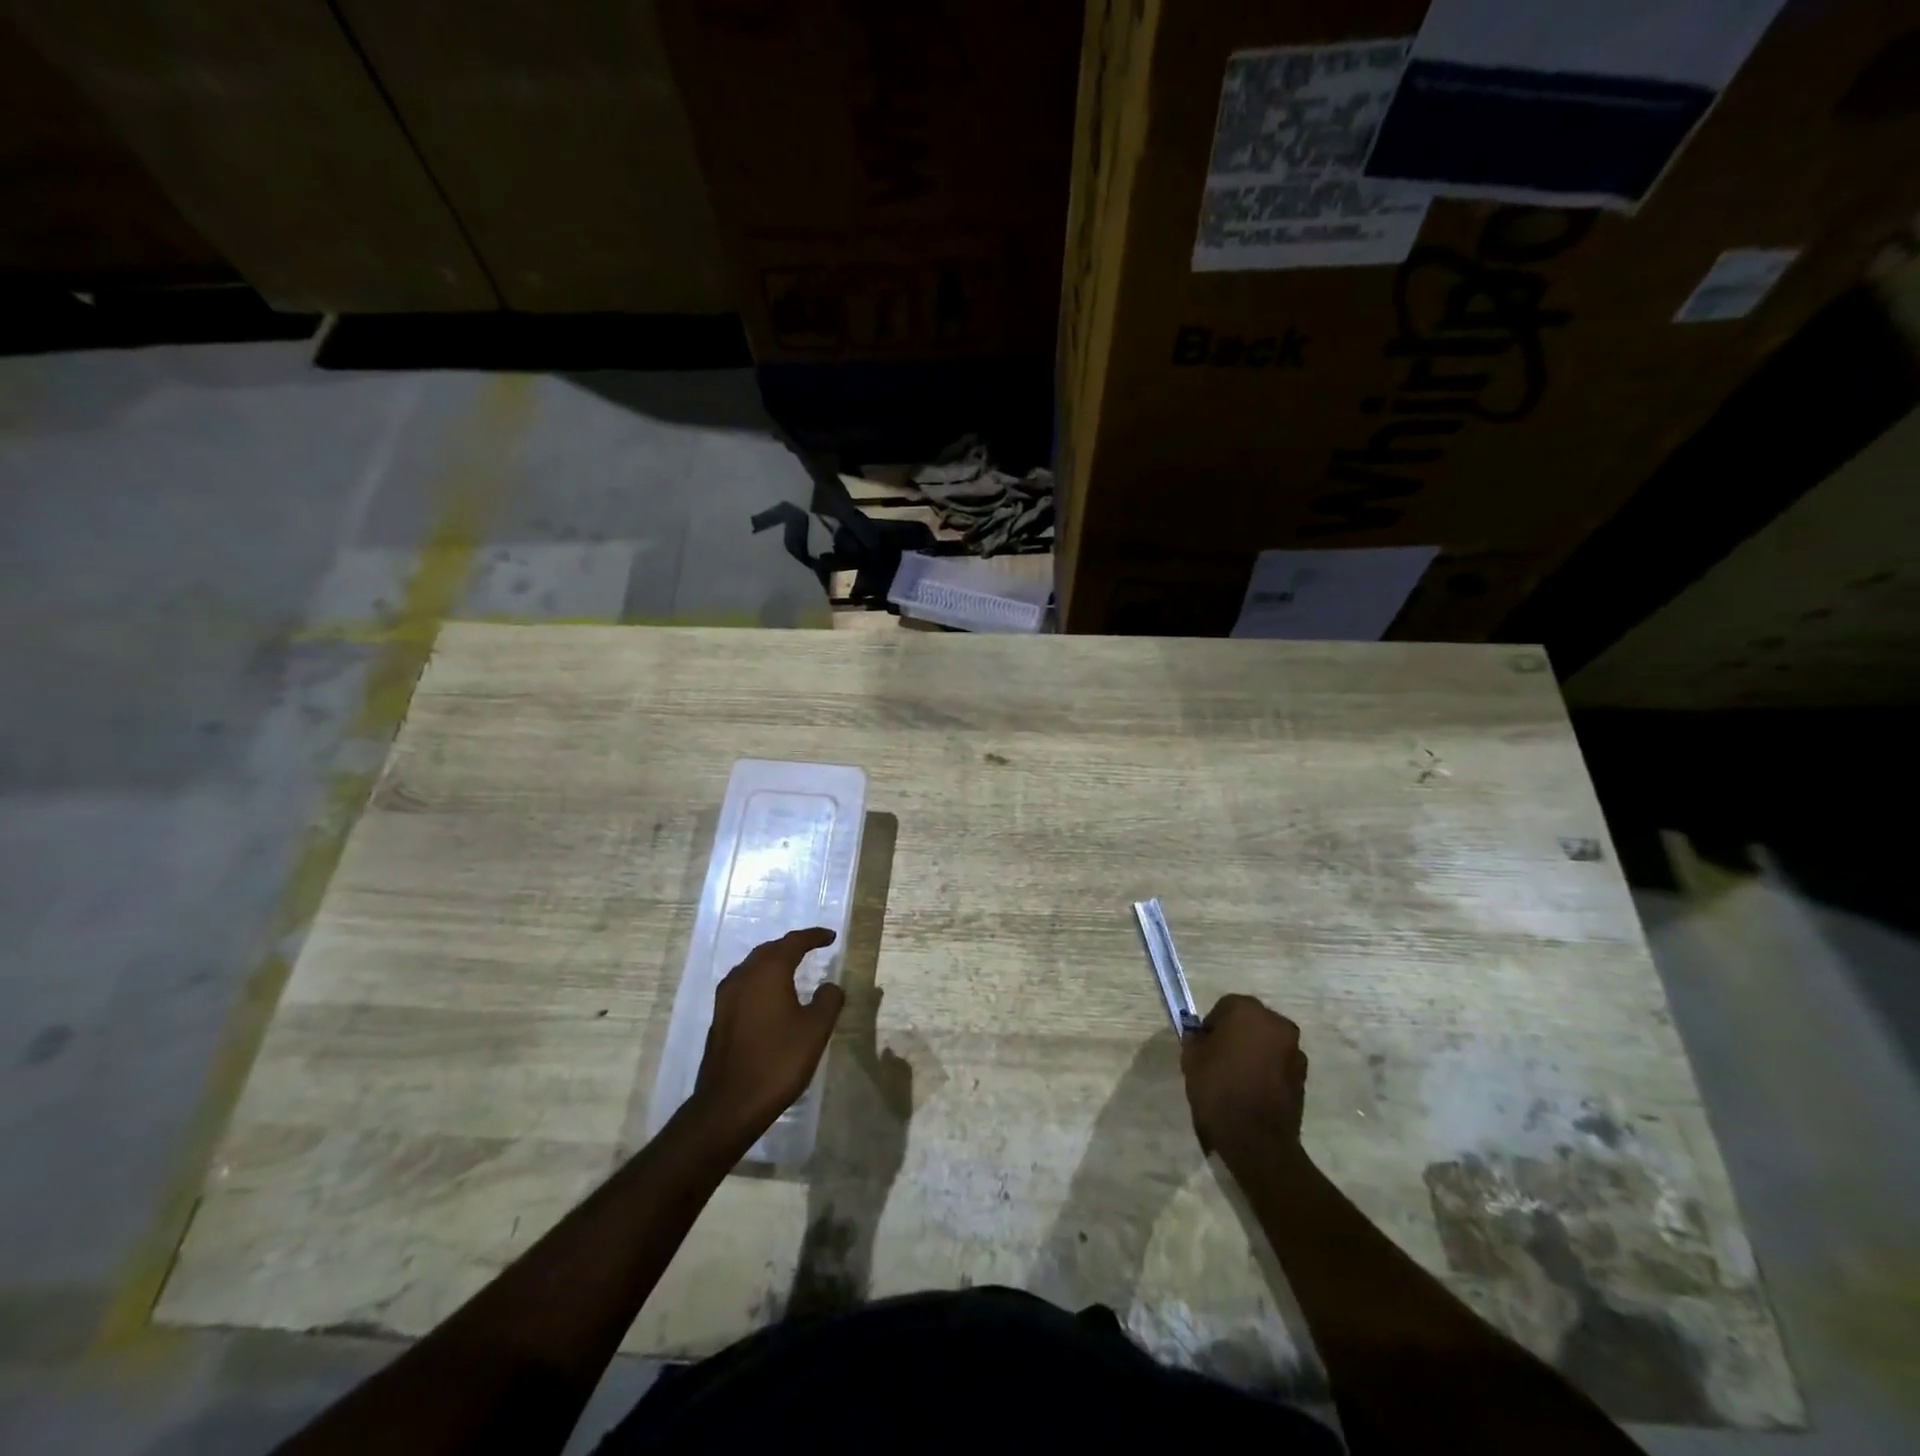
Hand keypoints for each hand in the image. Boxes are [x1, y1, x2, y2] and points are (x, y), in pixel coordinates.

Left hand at [692, 928, 844, 1138]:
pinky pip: (744, 984)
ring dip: (774, 961)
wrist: (730, 1103)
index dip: (814, 937)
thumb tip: (830, 986)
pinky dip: (761, 980)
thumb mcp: (815, 1030)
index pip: (793, 942)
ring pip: (753, 966)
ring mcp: (727, 996)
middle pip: (769, 950)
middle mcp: (744, 976)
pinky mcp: (719, 1016)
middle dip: (791, 946)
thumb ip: (828, 1000)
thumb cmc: (778, 1061)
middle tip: (812, 948)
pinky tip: (770, 995)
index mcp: (768, 972)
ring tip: (792, 967)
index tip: (830, 937)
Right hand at [1180, 994, 1308, 1160]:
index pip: (1225, 1007)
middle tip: (1220, 1059)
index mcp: (1248, 1011)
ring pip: (1267, 1042)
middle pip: (1250, 1022)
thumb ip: (1196, 1039)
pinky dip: (1268, 1070)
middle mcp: (1276, 1023)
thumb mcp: (1192, 1059)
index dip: (1212, 1026)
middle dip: (1236, 1035)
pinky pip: (1279, 1064)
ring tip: (1238, 1077)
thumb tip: (1202, 1037)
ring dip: (1254, 1052)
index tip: (1204, 1047)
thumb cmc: (1219, 1090)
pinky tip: (1254, 1090)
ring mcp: (1294, 1050)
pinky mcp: (1303, 1076)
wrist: (1257, 1140)